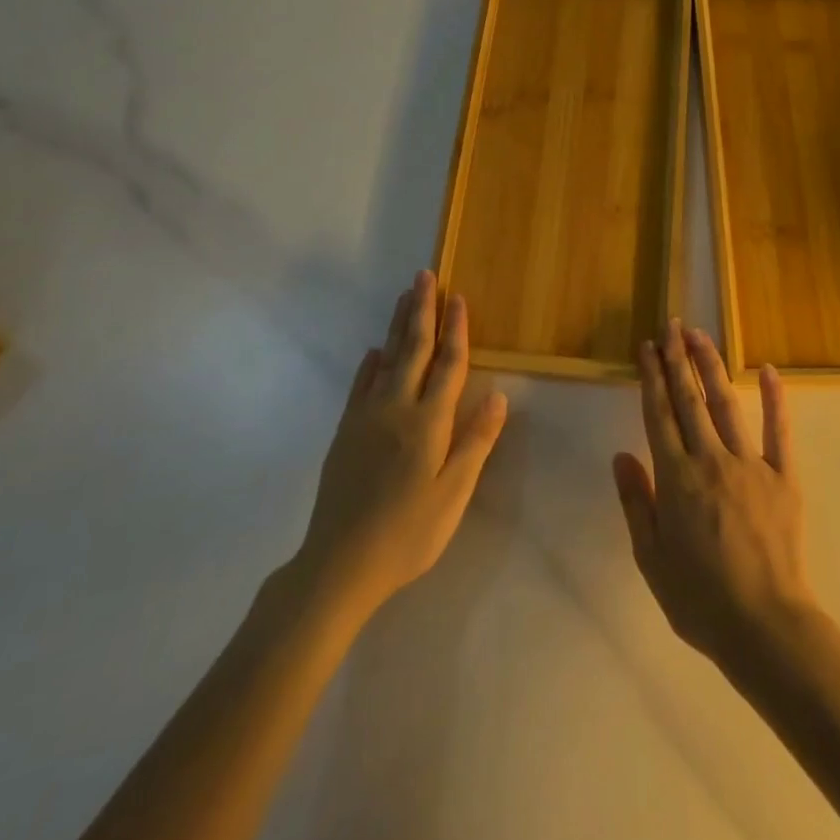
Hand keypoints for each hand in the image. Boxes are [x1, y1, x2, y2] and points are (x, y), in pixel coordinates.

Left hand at [292, 271, 507, 623]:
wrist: (339, 564)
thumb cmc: (408, 534)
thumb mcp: (453, 495)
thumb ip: (475, 443)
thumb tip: (500, 397)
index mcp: (429, 422)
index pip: (449, 365)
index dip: (457, 329)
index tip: (459, 297)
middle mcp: (397, 408)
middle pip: (414, 349)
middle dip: (422, 310)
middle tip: (425, 275)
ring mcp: (366, 417)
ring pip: (386, 359)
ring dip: (397, 326)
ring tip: (404, 296)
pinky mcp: (346, 432)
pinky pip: (360, 385)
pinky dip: (370, 364)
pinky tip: (374, 352)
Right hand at [613, 320, 816, 675]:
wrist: (765, 626)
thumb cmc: (700, 599)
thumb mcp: (651, 558)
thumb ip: (636, 502)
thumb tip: (621, 456)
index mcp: (675, 478)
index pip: (658, 415)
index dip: (651, 377)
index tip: (646, 347)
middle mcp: (710, 459)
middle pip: (688, 399)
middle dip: (677, 359)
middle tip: (671, 326)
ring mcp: (750, 464)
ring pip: (725, 404)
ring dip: (711, 366)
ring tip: (700, 336)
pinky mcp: (783, 476)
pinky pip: (779, 430)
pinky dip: (775, 398)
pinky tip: (769, 370)